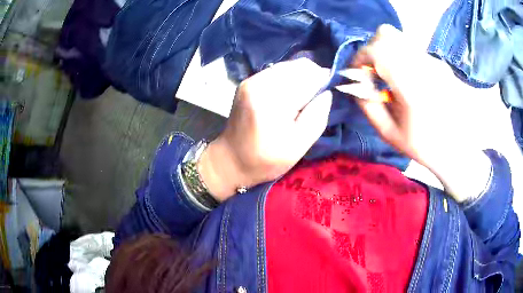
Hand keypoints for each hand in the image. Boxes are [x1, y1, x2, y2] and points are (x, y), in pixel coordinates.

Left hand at [199, 59, 332, 200]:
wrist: (229, 160)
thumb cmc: (264, 160)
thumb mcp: (298, 147)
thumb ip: (316, 117)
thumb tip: (327, 92)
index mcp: (272, 99)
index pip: (310, 76)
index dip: (325, 82)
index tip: (329, 95)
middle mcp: (260, 82)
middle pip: (299, 66)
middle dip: (314, 79)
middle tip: (316, 100)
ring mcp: (251, 80)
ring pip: (289, 66)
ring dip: (302, 79)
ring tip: (303, 100)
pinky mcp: (248, 82)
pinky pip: (277, 72)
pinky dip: (289, 80)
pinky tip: (288, 97)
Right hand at [341, 24, 490, 201]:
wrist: (460, 146)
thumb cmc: (426, 146)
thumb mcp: (391, 134)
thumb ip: (369, 107)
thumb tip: (355, 86)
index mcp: (410, 86)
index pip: (376, 52)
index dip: (359, 58)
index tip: (357, 73)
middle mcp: (422, 66)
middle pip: (386, 34)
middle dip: (371, 49)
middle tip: (373, 71)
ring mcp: (432, 61)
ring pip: (399, 39)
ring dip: (386, 51)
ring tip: (390, 75)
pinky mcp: (438, 62)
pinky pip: (411, 50)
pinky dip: (401, 58)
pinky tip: (409, 79)